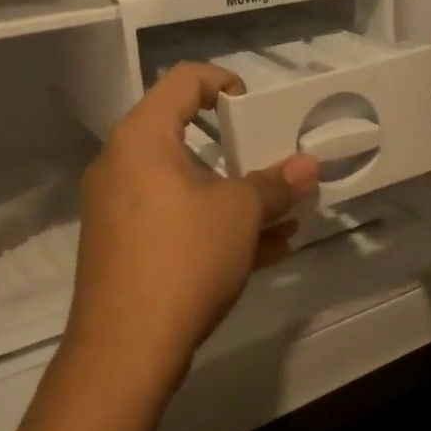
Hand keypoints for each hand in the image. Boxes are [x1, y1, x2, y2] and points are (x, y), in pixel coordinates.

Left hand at [66, 63, 319, 391]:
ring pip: (187, 187)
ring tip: (286, 214)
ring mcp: (121, 211)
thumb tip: (309, 166)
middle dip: (241, 151)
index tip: (258, 109)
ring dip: (237, 196)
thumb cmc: (183, 258)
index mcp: (142, 139)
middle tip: (276, 163)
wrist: (125, 349)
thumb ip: (276, 185)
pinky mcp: (127, 249)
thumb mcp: (241, 214)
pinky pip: (178, 222)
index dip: (225, 83)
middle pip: (186, 137)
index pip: (183, 81)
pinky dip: (217, 226)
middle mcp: (123, 166)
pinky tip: (269, 248)